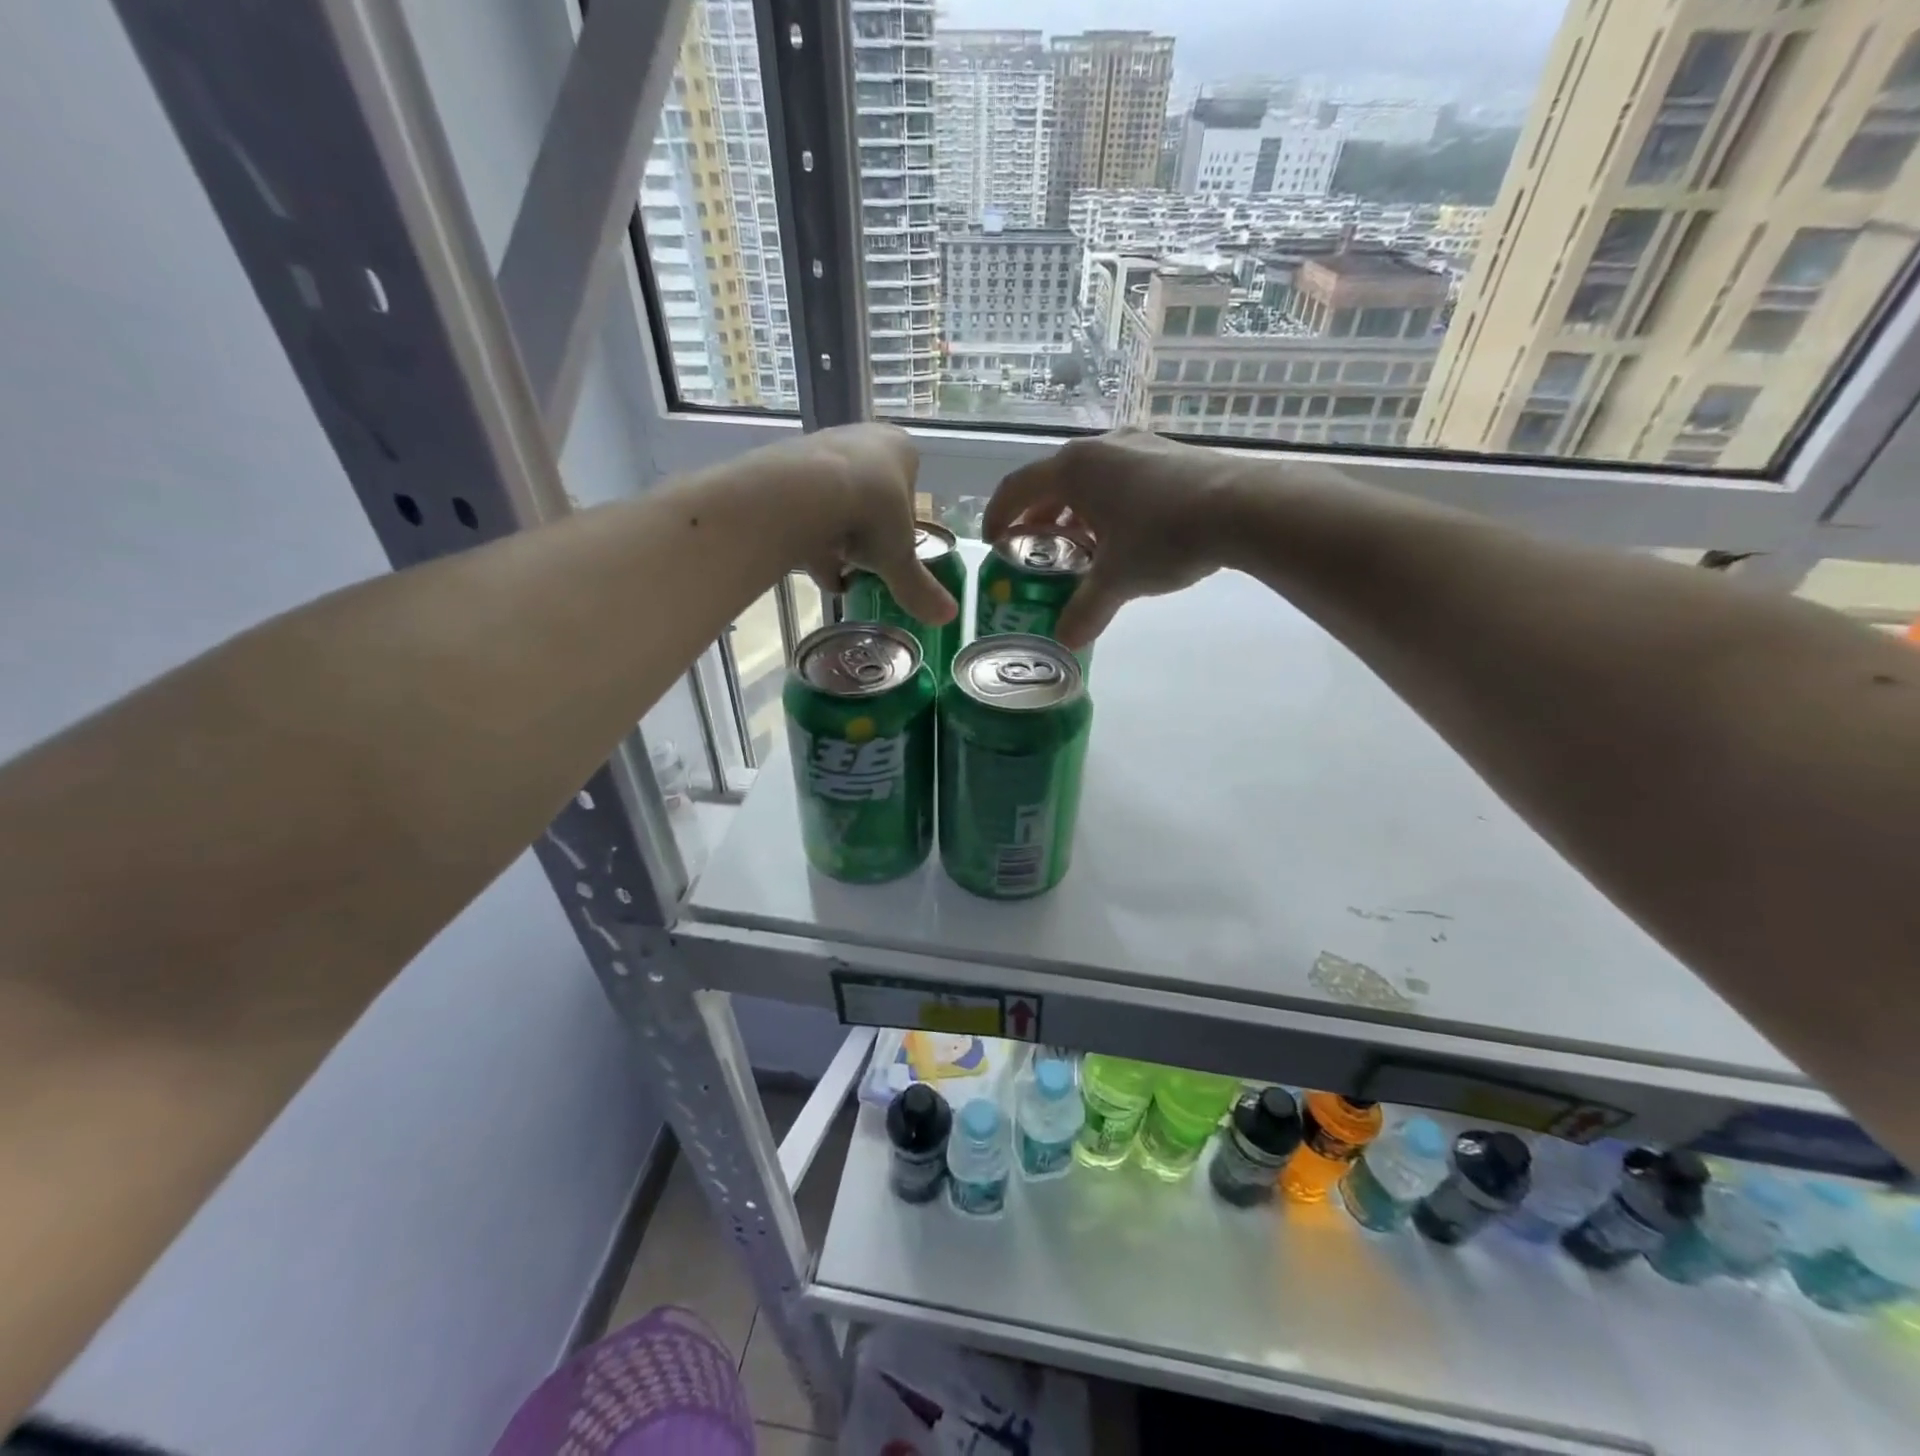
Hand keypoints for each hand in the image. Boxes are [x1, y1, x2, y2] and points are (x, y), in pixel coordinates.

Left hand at [759, 424, 956, 625]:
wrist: (804, 494)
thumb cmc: (870, 515)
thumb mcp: (899, 558)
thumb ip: (919, 587)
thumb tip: (950, 616)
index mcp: (900, 450)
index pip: (909, 490)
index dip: (902, 525)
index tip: (894, 551)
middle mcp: (862, 439)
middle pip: (870, 495)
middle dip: (866, 534)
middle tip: (865, 564)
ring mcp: (821, 449)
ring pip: (836, 502)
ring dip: (837, 539)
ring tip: (838, 576)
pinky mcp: (787, 467)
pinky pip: (804, 508)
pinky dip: (810, 538)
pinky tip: (814, 570)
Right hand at [983, 430, 1241, 646]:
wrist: (1243, 507)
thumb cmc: (1163, 536)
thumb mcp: (1117, 580)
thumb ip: (1085, 610)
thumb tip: (1066, 642)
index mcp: (1074, 469)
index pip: (1017, 488)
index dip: (998, 516)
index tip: (994, 542)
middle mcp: (1100, 448)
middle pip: (1053, 483)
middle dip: (1039, 519)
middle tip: (1036, 551)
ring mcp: (1137, 446)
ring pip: (1090, 481)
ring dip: (1076, 514)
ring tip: (1081, 549)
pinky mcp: (1167, 455)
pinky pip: (1120, 480)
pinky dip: (1107, 507)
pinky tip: (1124, 538)